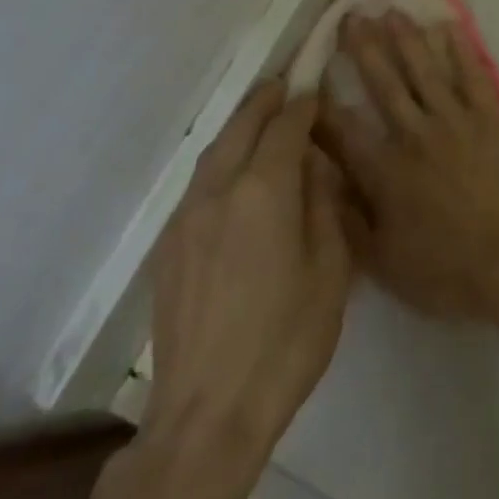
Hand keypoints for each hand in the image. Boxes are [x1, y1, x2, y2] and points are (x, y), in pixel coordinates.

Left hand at [143, 80, 353, 469]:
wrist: (208, 413)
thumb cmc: (286, 340)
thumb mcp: (330, 269)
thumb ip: (323, 204)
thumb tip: (314, 165)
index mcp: (264, 191)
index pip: (285, 127)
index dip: (302, 104)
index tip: (315, 88)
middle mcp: (218, 191)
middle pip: (241, 127)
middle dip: (264, 101)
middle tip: (285, 84)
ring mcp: (186, 218)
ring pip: (213, 152)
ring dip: (238, 127)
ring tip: (259, 117)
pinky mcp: (168, 247)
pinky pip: (198, 183)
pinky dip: (220, 160)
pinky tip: (233, 173)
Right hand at [319, 13, 498, 320]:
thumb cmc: (449, 268)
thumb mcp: (384, 262)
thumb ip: (347, 221)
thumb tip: (318, 183)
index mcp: (384, 170)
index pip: (343, 129)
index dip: (321, 102)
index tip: (307, 75)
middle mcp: (414, 133)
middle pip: (383, 83)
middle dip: (363, 49)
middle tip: (350, 17)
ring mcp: (454, 119)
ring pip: (423, 69)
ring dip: (405, 38)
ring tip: (390, 12)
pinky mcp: (488, 114)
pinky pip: (469, 73)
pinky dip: (458, 49)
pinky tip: (447, 27)